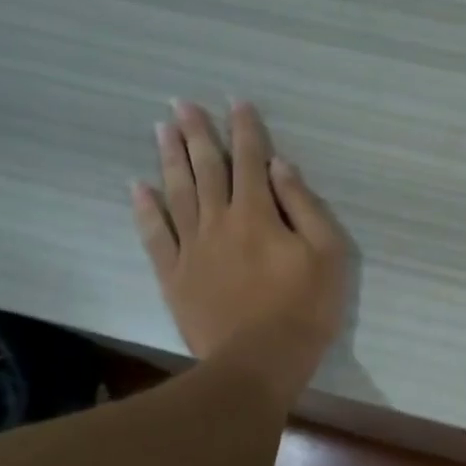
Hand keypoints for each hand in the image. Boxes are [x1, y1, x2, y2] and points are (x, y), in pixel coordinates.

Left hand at [133, 100, 349, 401]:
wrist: (259, 362)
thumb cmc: (305, 309)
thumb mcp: (327, 255)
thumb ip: (304, 207)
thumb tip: (280, 167)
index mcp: (258, 214)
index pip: (251, 160)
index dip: (245, 130)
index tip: (236, 102)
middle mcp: (219, 221)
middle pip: (206, 168)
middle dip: (196, 133)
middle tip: (182, 103)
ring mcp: (192, 248)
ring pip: (177, 192)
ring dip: (169, 158)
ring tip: (161, 129)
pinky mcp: (175, 275)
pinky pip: (155, 235)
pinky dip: (146, 209)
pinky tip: (138, 187)